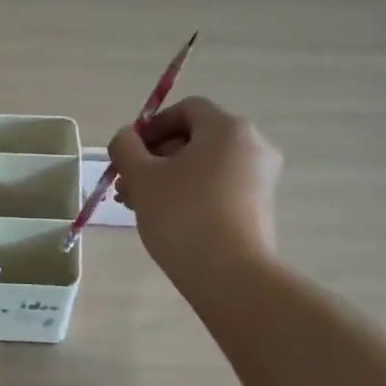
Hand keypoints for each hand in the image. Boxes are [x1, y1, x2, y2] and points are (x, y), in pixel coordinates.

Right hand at [108, 97, 281, 277]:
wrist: (231, 276)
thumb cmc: (183, 214)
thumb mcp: (142, 176)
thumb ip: (125, 147)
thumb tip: (126, 138)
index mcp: (228, 128)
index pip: (186, 109)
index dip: (152, 126)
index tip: (129, 152)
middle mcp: (252, 145)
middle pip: (194, 138)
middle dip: (154, 156)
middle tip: (127, 183)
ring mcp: (260, 177)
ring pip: (203, 164)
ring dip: (167, 176)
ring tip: (136, 203)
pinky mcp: (259, 206)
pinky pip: (218, 185)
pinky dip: (190, 192)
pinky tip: (163, 216)